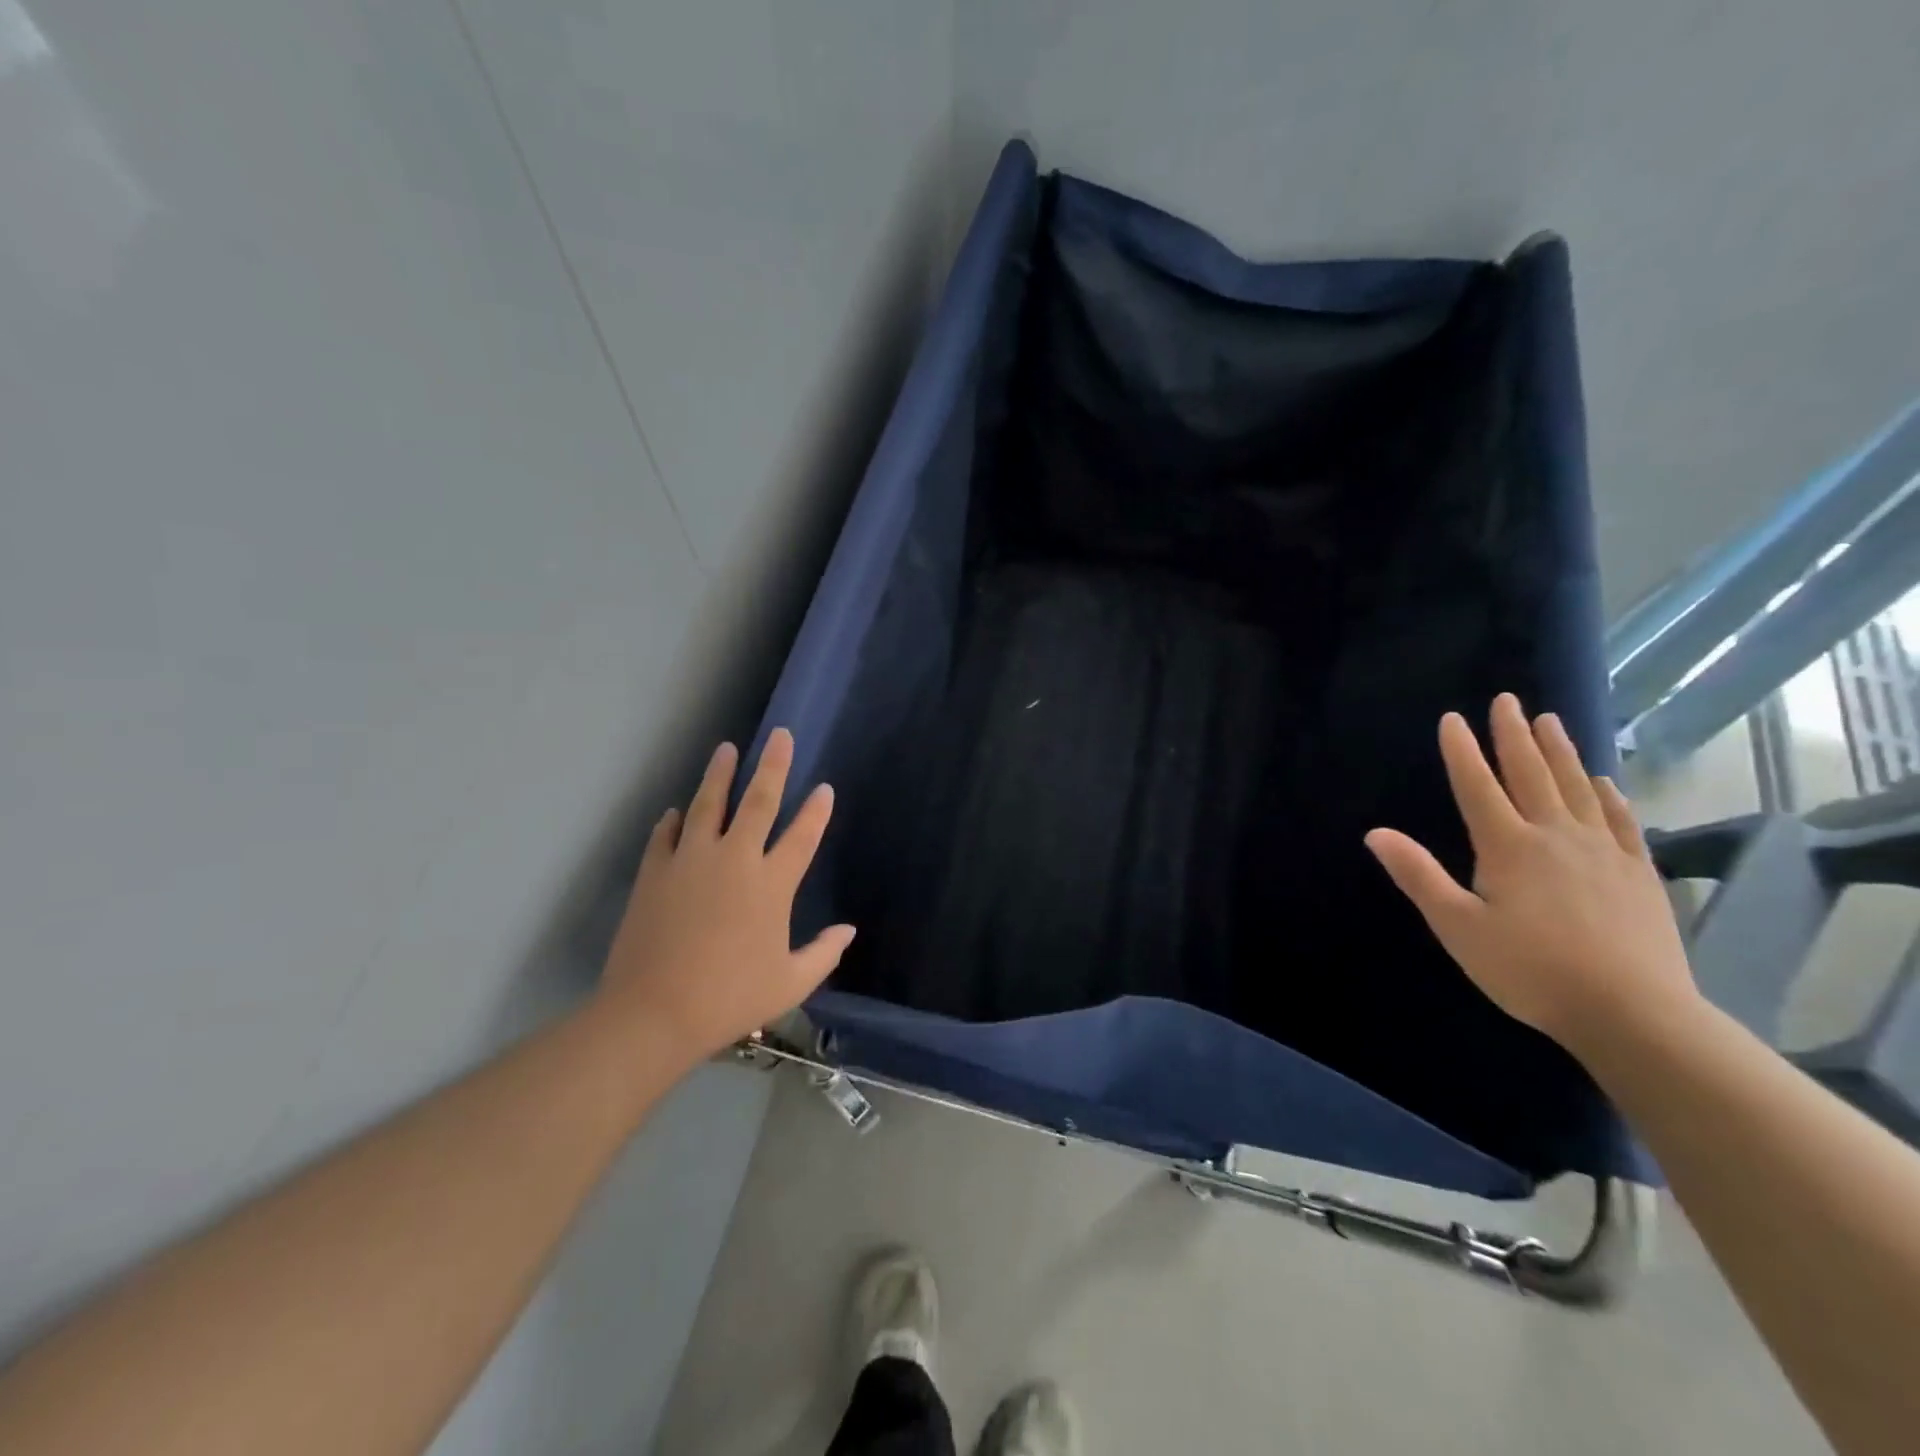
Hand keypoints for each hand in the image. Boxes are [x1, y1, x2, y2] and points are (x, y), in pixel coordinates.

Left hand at [597, 728, 854, 1064]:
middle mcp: (734, 859)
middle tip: (779, 735)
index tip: (824, 788)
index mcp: (772, 884)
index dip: (816, 811)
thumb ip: (823, 954)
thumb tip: (848, 931)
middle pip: (758, 801)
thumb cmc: (730, 998)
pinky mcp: (654, 871)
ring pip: (709, 804)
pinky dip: (674, 820)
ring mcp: (690, 860)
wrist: (653, 1012)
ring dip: (720, 775)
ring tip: (726, 750)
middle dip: (773, 766)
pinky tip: (677, 812)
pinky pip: (666, 835)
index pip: (802, 836)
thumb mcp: (789, 984)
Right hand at [1364, 693, 1697, 1056]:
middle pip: (1530, 774)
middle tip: (1507, 700)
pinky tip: (1605, 782)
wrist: (1633, 1013)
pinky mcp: (1638, 873)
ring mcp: (1603, 851)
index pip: (1477, 786)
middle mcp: (1555, 835)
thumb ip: (1417, 875)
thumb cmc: (1530, 969)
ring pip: (1578, 788)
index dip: (1462, 751)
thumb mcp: (1457, 926)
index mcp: (1507, 846)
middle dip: (1513, 735)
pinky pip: (1622, 821)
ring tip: (1550, 721)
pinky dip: (1610, 795)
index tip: (1452, 718)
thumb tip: (1375, 832)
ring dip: (1560, 752)